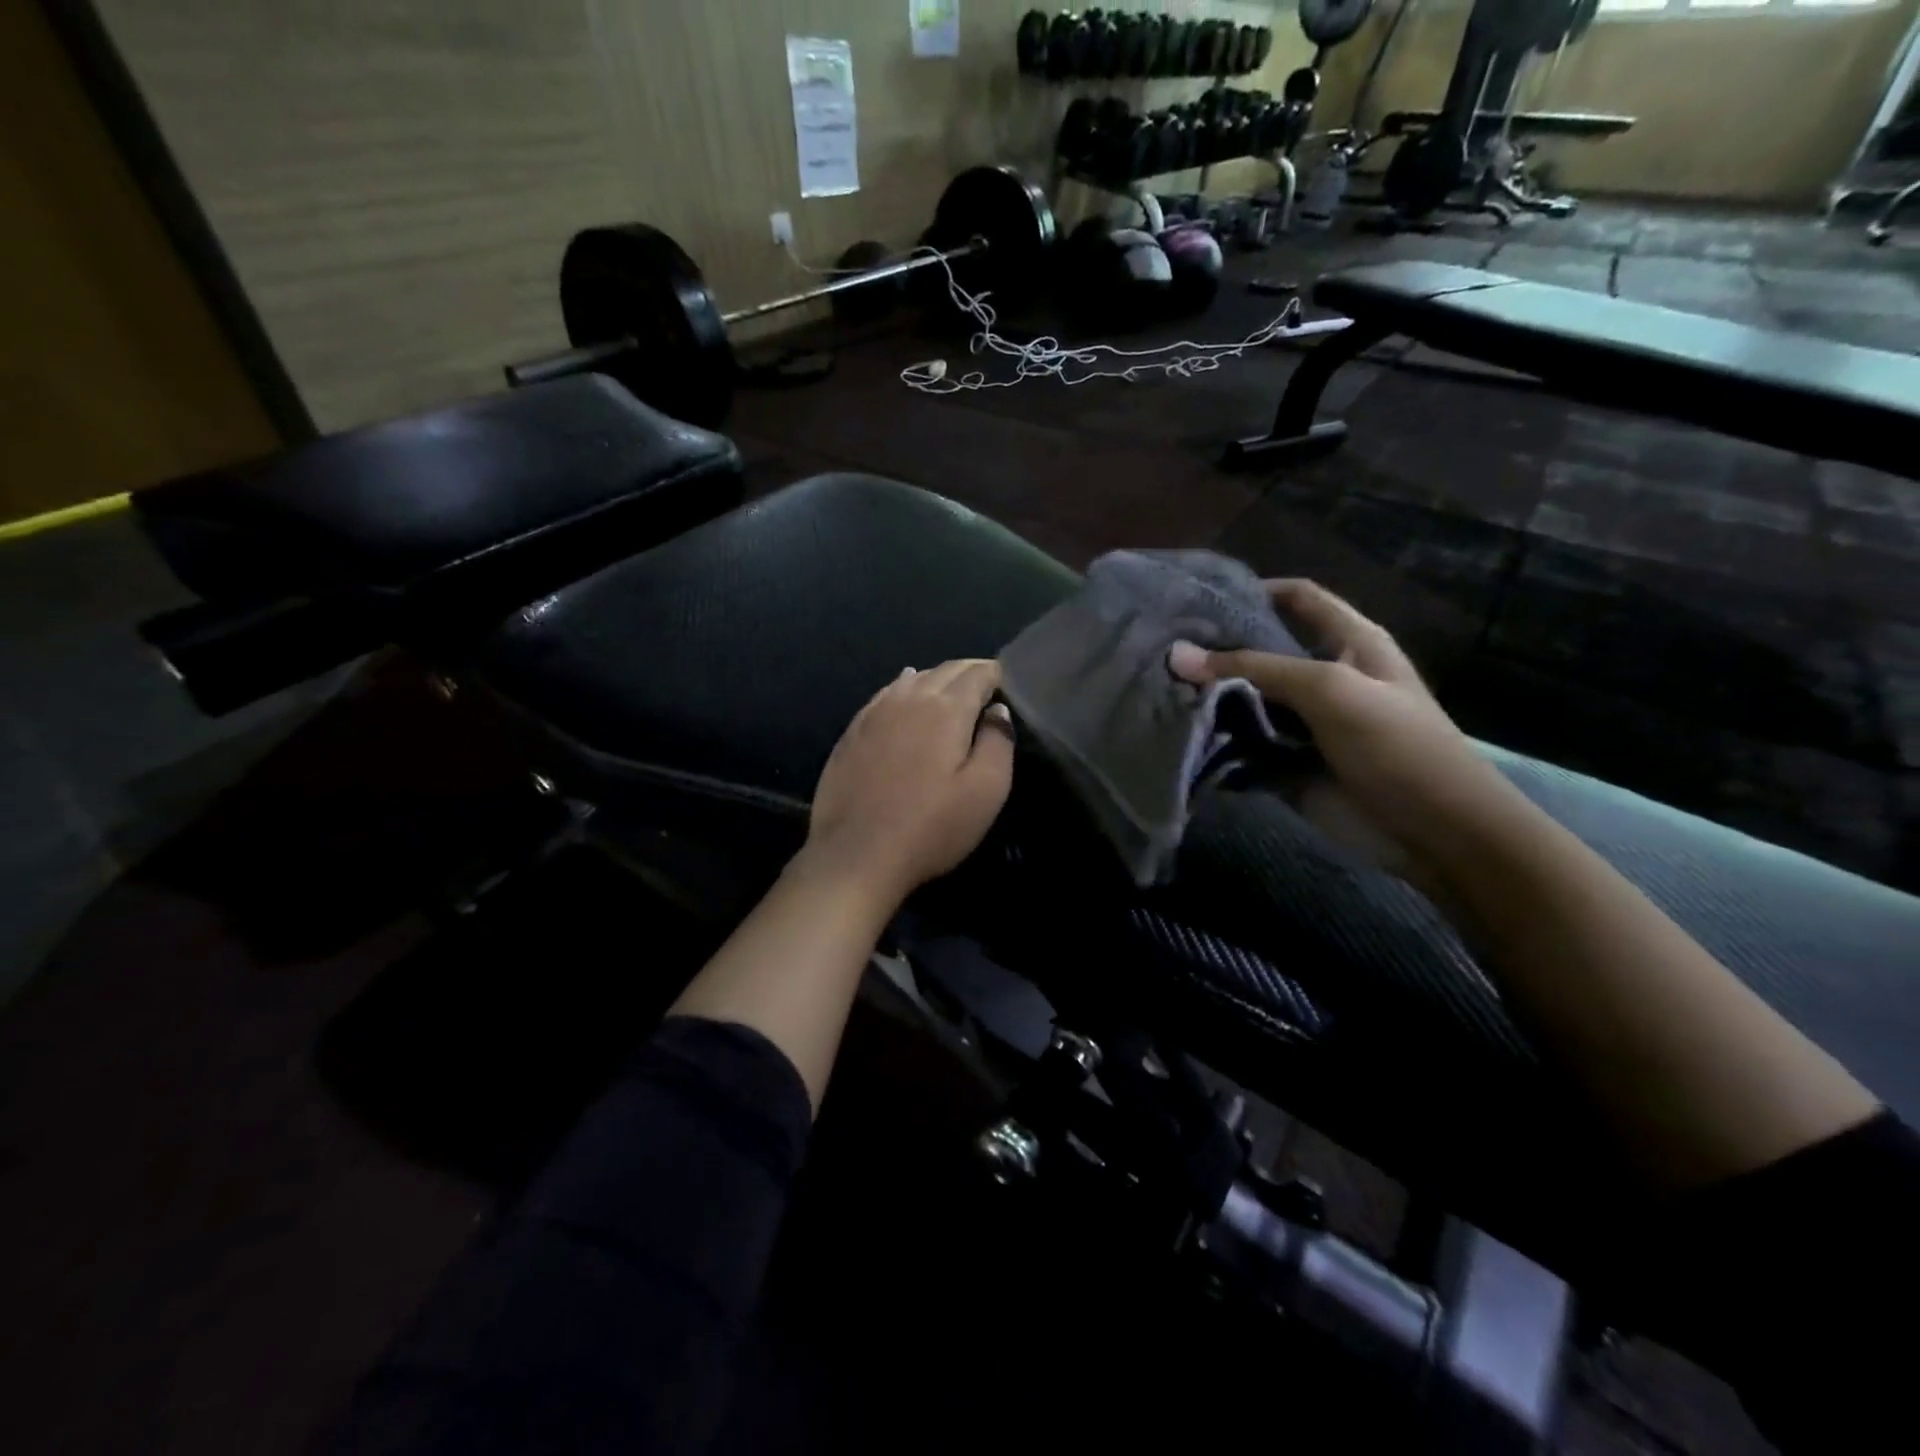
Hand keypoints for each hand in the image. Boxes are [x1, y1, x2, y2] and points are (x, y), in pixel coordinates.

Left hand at [804, 659, 1014, 904]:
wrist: (855, 854)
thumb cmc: (930, 827)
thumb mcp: (985, 791)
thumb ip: (998, 743)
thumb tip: (998, 710)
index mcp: (946, 709)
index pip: (976, 674)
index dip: (994, 673)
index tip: (1005, 680)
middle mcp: (909, 699)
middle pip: (944, 671)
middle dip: (968, 671)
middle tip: (985, 681)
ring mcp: (875, 713)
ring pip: (912, 679)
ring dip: (936, 677)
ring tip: (951, 686)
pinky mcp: (852, 732)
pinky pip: (885, 694)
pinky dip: (903, 686)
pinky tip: (905, 687)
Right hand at [1169, 579, 1520, 862]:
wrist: (1434, 832)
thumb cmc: (1395, 745)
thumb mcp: (1330, 690)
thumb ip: (1255, 668)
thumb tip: (1177, 655)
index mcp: (1350, 644)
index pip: (1299, 599)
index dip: (1256, 590)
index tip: (1200, 598)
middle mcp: (1323, 677)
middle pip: (1262, 652)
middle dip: (1218, 651)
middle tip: (1161, 648)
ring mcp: (1304, 723)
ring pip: (1246, 701)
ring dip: (1208, 699)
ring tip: (1157, 688)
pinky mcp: (1287, 763)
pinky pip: (1243, 745)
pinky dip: (1214, 741)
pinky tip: (1175, 733)